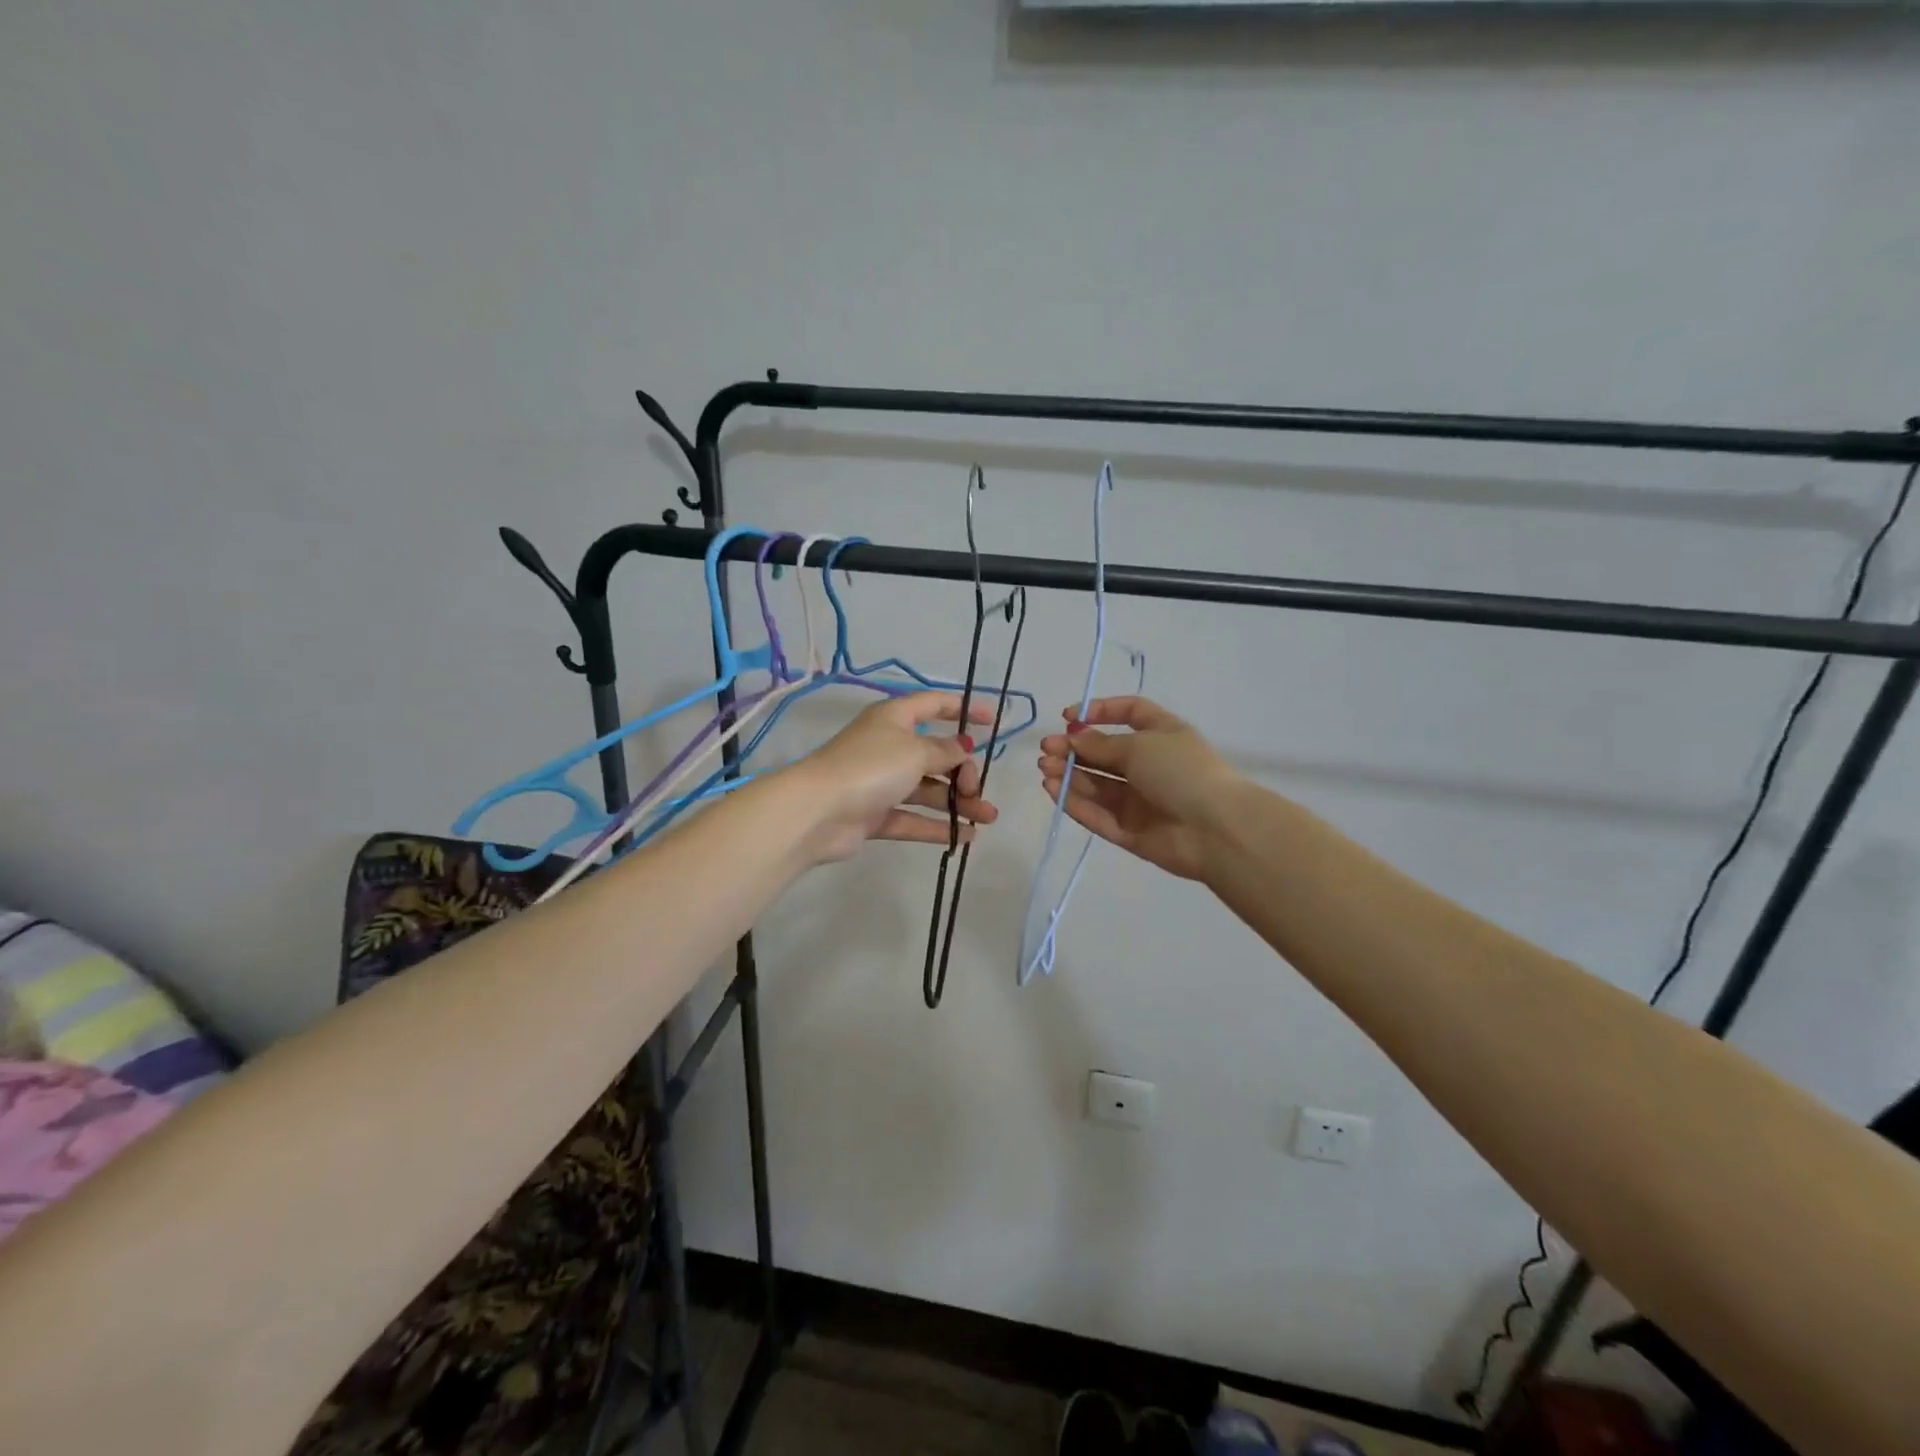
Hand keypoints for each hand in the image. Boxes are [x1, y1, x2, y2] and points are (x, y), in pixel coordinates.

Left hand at [788, 693, 999, 863]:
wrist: (818, 812)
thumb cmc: (870, 767)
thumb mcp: (915, 751)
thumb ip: (944, 750)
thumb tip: (963, 747)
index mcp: (894, 719)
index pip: (933, 705)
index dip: (963, 709)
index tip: (992, 721)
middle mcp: (888, 746)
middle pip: (935, 754)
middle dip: (963, 771)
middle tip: (977, 789)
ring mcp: (880, 782)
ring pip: (927, 789)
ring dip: (958, 802)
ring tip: (988, 818)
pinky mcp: (875, 815)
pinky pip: (913, 818)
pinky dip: (937, 826)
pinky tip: (966, 837)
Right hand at [1037, 696, 1235, 880]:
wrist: (1215, 829)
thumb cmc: (1181, 772)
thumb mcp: (1140, 746)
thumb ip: (1101, 744)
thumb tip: (1073, 737)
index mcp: (1162, 735)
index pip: (1129, 714)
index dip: (1100, 711)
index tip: (1069, 717)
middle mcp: (1150, 765)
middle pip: (1105, 753)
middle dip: (1074, 749)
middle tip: (1046, 749)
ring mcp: (1139, 800)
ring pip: (1097, 785)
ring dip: (1069, 775)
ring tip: (1046, 769)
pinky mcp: (1129, 831)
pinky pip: (1098, 814)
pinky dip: (1075, 802)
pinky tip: (1053, 789)